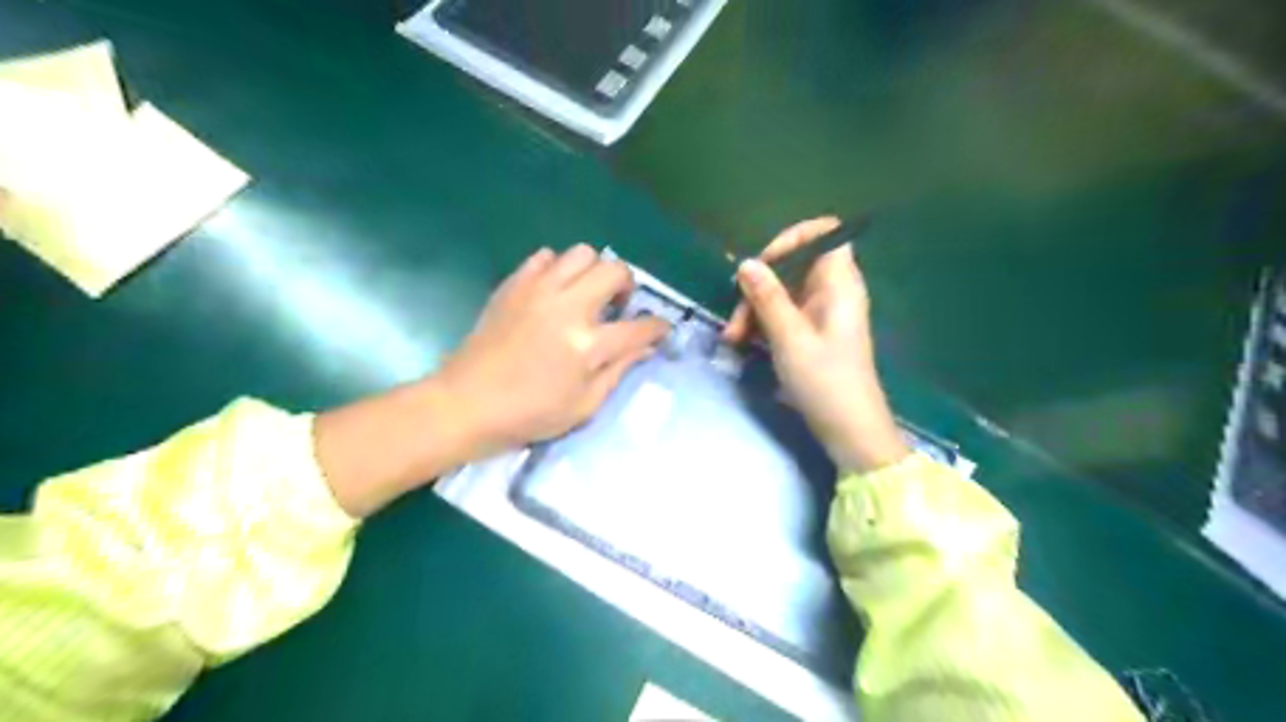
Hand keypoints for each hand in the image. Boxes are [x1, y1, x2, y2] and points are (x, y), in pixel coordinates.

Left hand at [315, 246, 668, 517]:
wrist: (466, 403)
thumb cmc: (529, 414)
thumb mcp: (584, 406)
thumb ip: (618, 371)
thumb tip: (644, 347)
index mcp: (588, 345)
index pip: (639, 326)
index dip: (657, 326)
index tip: (660, 328)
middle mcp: (568, 308)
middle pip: (615, 271)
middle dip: (627, 285)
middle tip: (618, 305)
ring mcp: (538, 291)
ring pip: (581, 253)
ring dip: (593, 271)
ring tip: (586, 294)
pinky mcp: (513, 285)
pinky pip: (544, 257)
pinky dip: (557, 268)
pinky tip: (553, 291)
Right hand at [721, 216, 900, 469]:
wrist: (849, 429)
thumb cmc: (824, 380)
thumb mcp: (789, 337)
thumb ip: (767, 297)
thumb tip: (746, 263)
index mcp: (839, 283)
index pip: (824, 233)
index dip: (792, 239)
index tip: (763, 265)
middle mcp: (832, 291)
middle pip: (793, 265)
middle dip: (759, 285)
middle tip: (735, 318)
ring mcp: (821, 312)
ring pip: (782, 291)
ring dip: (754, 309)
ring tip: (732, 338)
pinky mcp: (812, 332)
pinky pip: (783, 313)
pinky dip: (763, 323)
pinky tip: (743, 343)